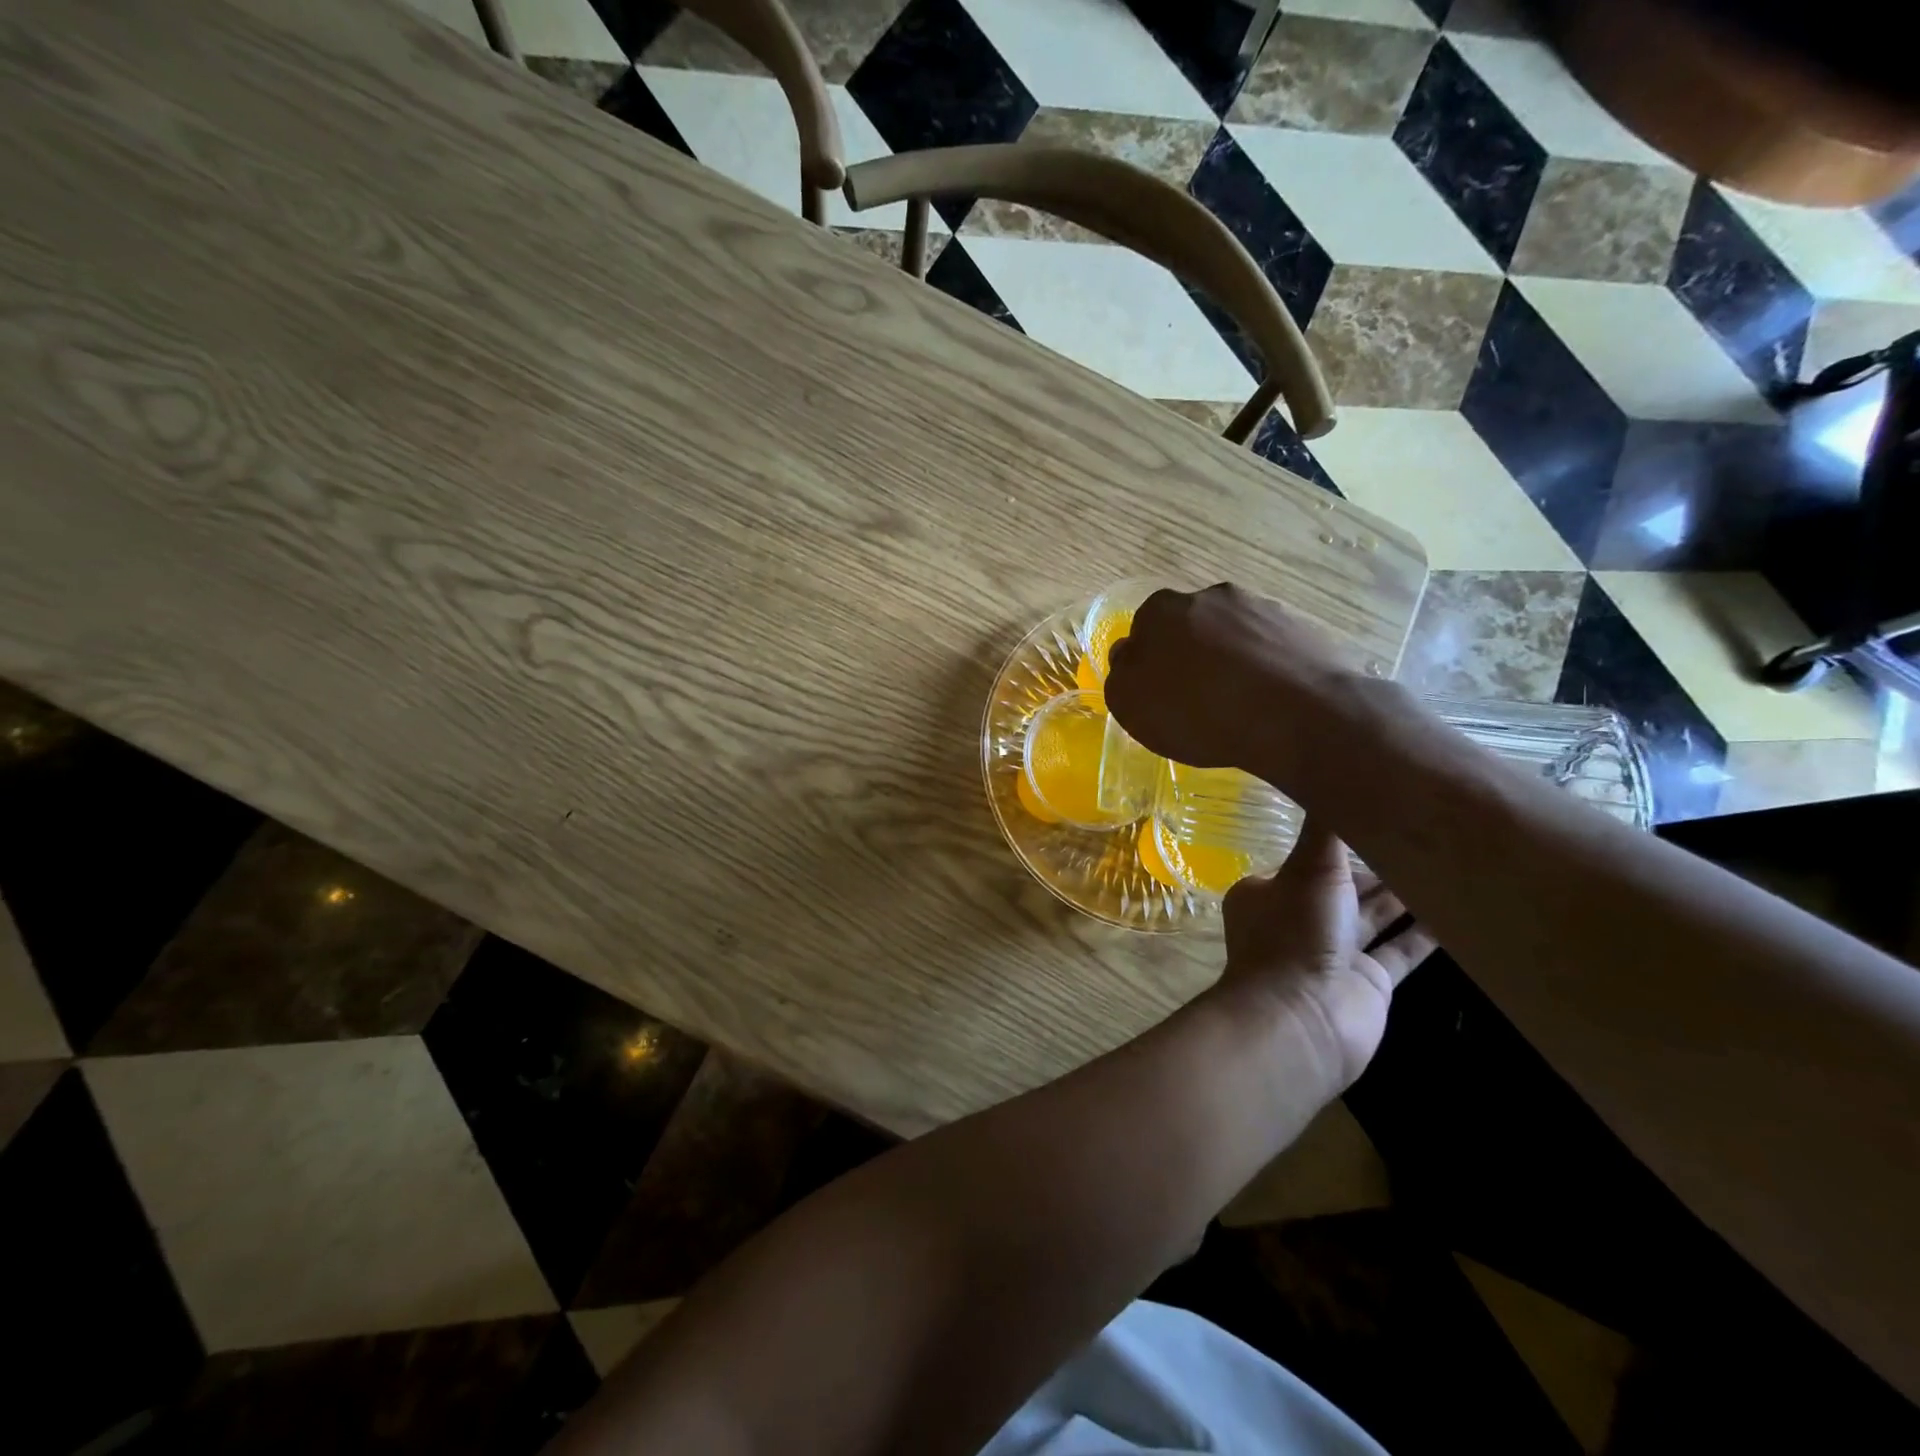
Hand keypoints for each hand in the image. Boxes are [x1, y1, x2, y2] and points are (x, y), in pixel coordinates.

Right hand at [1104, 584, 1351, 775]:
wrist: (1298, 715)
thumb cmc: (1200, 712)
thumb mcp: (1132, 705)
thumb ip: (1121, 675)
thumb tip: (1128, 656)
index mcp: (1161, 611)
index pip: (1144, 630)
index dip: (1149, 662)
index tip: (1160, 692)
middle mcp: (1209, 596)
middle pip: (1190, 626)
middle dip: (1191, 654)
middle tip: (1198, 697)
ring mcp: (1260, 606)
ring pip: (1233, 633)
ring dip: (1230, 659)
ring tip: (1239, 702)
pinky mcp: (1300, 625)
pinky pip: (1270, 645)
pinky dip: (1266, 666)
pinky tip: (1270, 699)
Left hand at [1219, 817, 1435, 1088]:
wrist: (1303, 1020)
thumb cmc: (1296, 933)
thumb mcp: (1310, 867)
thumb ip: (1326, 828)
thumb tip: (1333, 770)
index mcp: (1271, 891)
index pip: (1312, 858)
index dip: (1344, 840)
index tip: (1381, 814)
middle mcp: (1300, 918)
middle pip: (1347, 885)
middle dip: (1381, 864)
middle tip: (1428, 834)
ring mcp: (1335, 953)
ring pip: (1376, 916)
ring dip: (1406, 894)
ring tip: (1450, 862)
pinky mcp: (1369, 984)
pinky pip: (1402, 951)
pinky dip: (1426, 934)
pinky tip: (1458, 912)